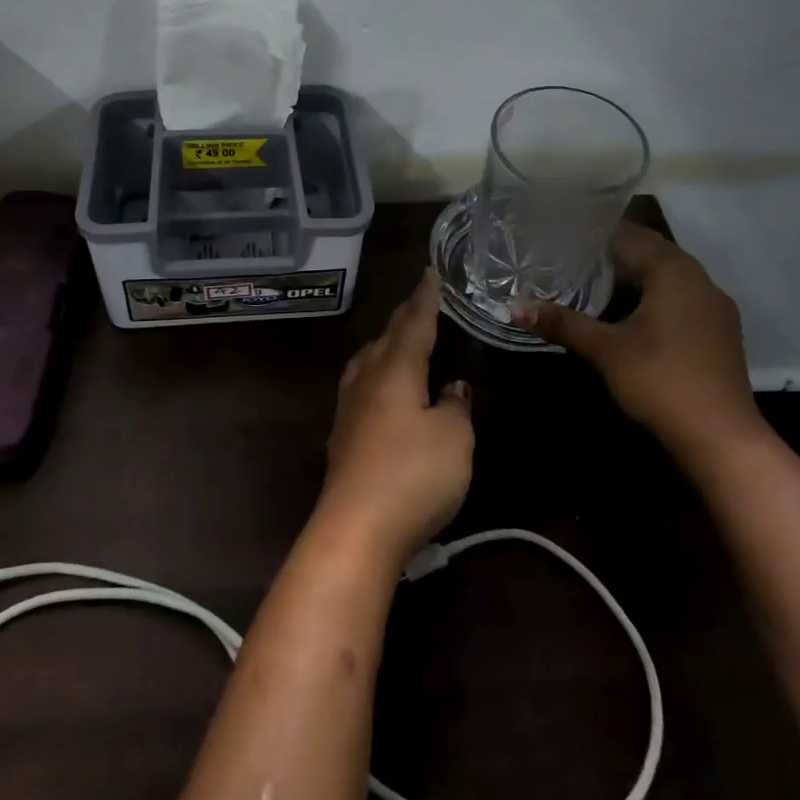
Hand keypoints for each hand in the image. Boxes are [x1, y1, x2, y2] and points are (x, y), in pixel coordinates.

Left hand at [317, 270, 473, 566]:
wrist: (356, 527)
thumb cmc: (413, 475)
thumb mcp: (454, 439)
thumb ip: (456, 407)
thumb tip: (453, 387)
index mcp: (395, 369)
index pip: (414, 323)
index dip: (426, 298)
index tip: (431, 273)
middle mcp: (367, 379)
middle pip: (387, 337)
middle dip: (405, 316)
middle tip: (420, 299)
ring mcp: (349, 406)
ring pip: (368, 359)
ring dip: (385, 342)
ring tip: (398, 337)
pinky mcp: (343, 434)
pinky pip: (361, 383)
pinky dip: (376, 370)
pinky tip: (380, 385)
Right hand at [515, 226, 763, 462]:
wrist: (721, 439)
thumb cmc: (661, 381)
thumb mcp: (605, 350)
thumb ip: (561, 323)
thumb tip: (513, 307)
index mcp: (675, 273)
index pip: (631, 235)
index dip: (596, 232)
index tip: (562, 231)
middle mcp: (700, 281)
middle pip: (652, 252)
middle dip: (613, 250)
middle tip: (569, 251)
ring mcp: (713, 308)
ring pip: (667, 275)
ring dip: (633, 273)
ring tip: (590, 276)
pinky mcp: (716, 332)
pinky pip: (678, 297)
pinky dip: (650, 294)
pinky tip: (624, 310)